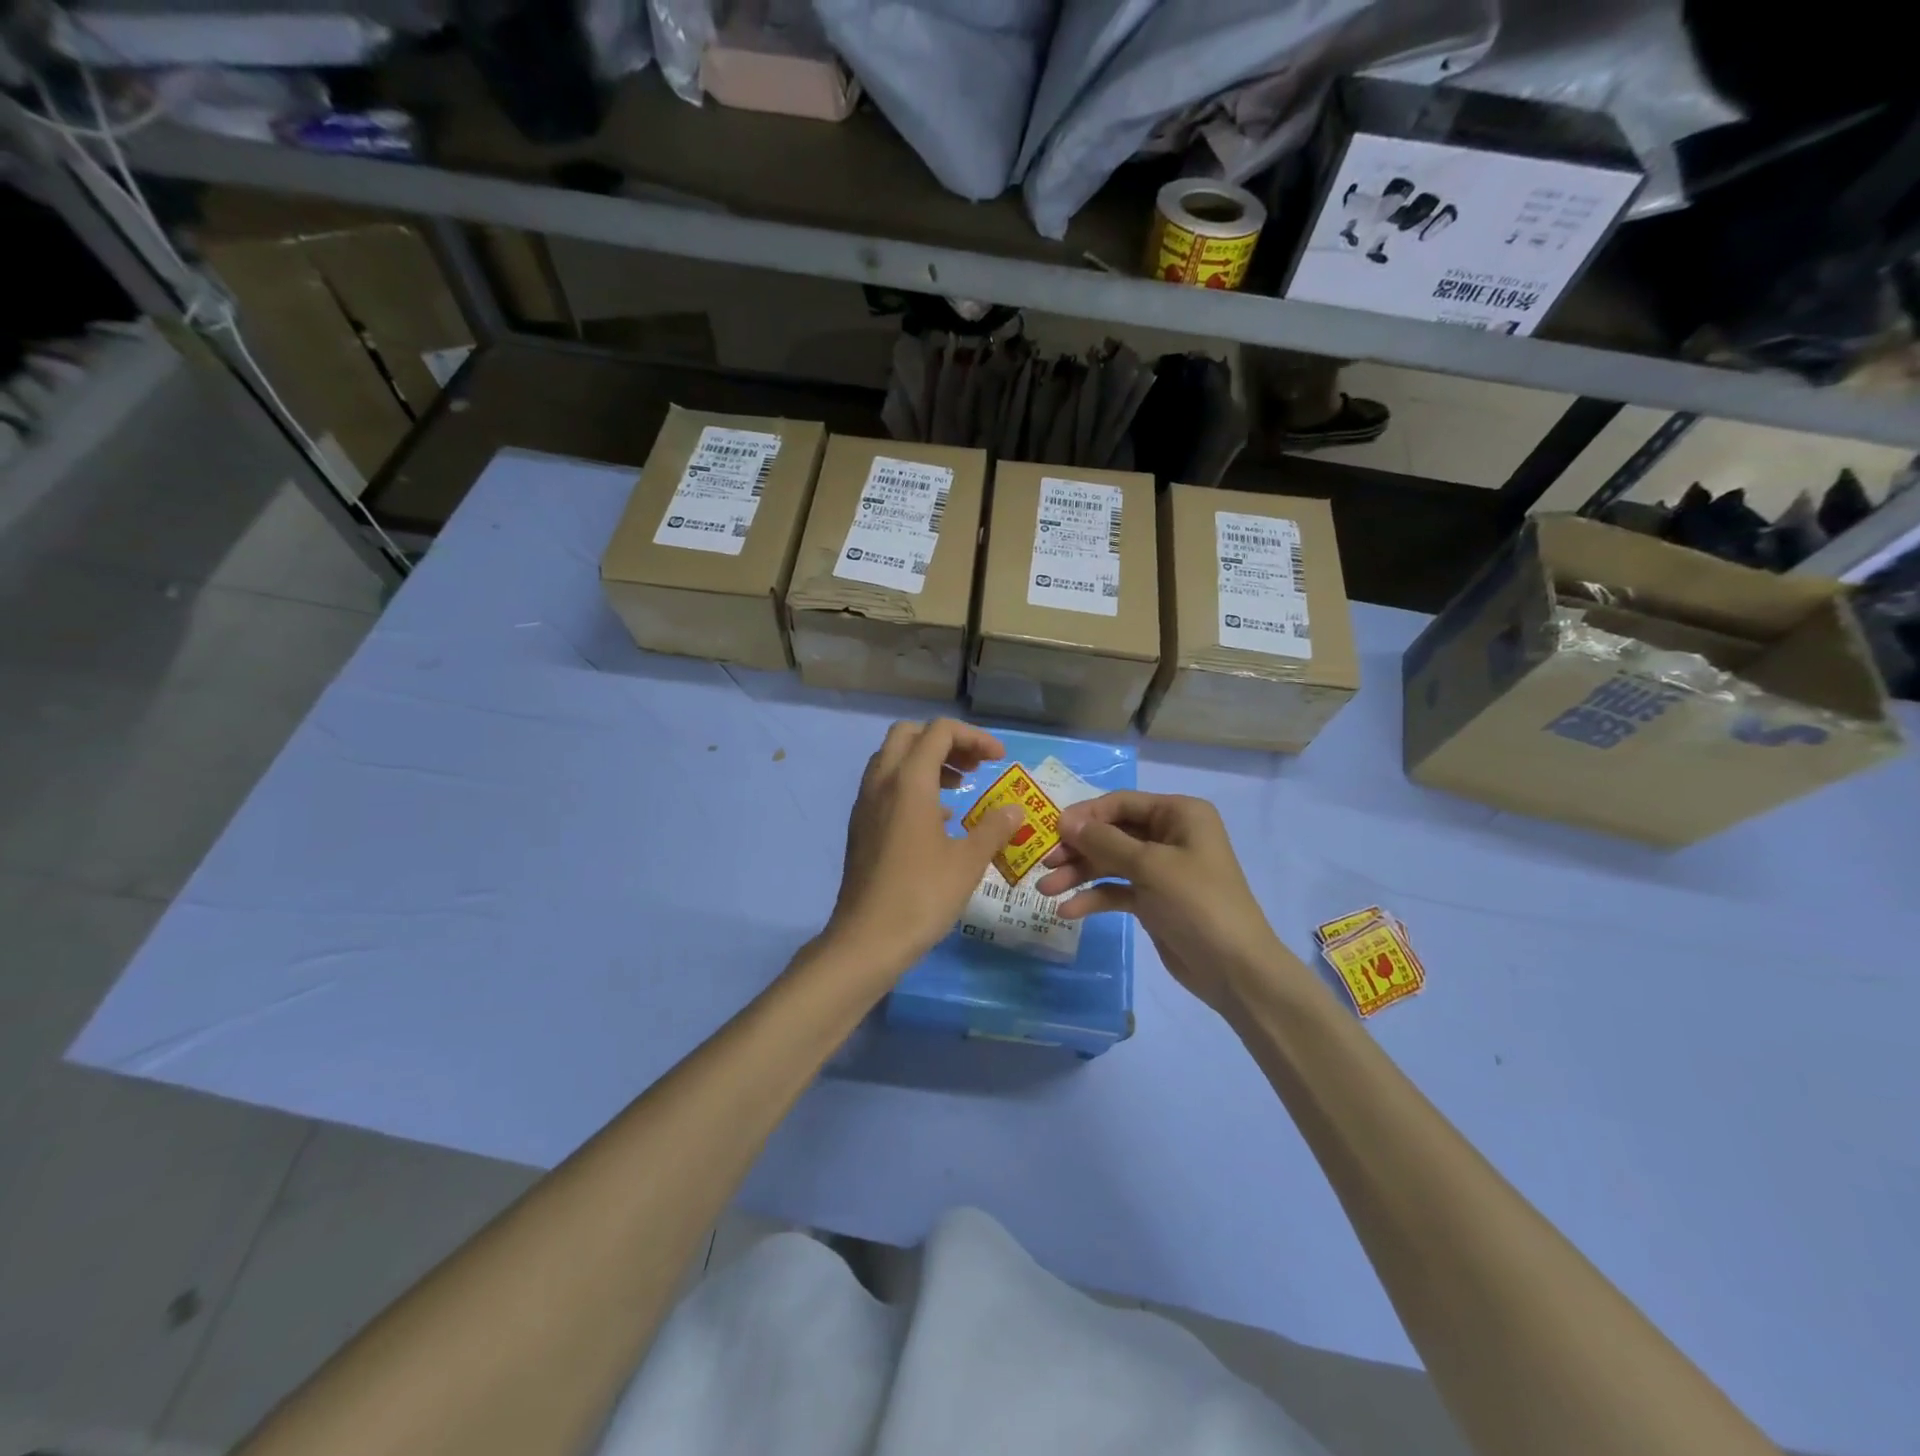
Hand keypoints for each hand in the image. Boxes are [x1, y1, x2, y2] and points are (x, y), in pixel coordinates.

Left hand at [825, 719, 1024, 978]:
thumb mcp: (968, 862)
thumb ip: (993, 829)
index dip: (974, 737)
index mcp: (909, 781)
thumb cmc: (922, 896)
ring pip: (892, 759)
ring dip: (927, 762)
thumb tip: (1014, 810)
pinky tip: (938, 818)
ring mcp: (866, 804)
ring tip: (960, 788)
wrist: (867, 939)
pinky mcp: (860, 826)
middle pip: (909, 735)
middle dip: (945, 742)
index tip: (998, 760)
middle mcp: (882, 782)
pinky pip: (885, 786)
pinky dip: (911, 786)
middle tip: (975, 766)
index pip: (939, 732)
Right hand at [1034, 792, 1294, 1014]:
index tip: (1051, 831)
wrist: (1235, 969)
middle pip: (1112, 832)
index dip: (1085, 815)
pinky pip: (1117, 889)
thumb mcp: (1150, 866)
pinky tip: (1069, 911)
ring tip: (1046, 890)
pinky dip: (1094, 897)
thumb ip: (1104, 841)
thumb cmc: (1197, 904)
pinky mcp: (1153, 899)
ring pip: (1110, 862)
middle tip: (1044, 863)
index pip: (1121, 803)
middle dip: (1078, 848)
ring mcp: (1161, 869)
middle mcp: (1170, 835)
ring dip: (1079, 874)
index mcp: (1179, 814)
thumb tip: (1064, 820)